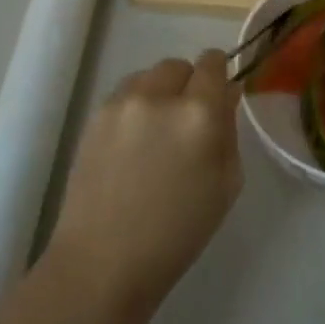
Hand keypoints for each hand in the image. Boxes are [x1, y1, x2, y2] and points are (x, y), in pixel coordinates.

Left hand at [45, 50, 242, 317]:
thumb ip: (229, 130)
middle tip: (187, 121)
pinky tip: (132, 144)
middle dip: (188, 84)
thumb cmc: (178, 233)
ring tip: (156, 133)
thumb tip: (226, 95)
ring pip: (149, 76)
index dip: (218, 75)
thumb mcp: (226, 184)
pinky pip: (125, 94)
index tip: (217, 95)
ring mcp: (122, 103)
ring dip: (159, 92)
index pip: (213, 63)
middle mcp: (159, 96)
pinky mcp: (95, 115)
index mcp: (200, 114)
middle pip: (179, 65)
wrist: (105, 260)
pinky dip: (135, 106)